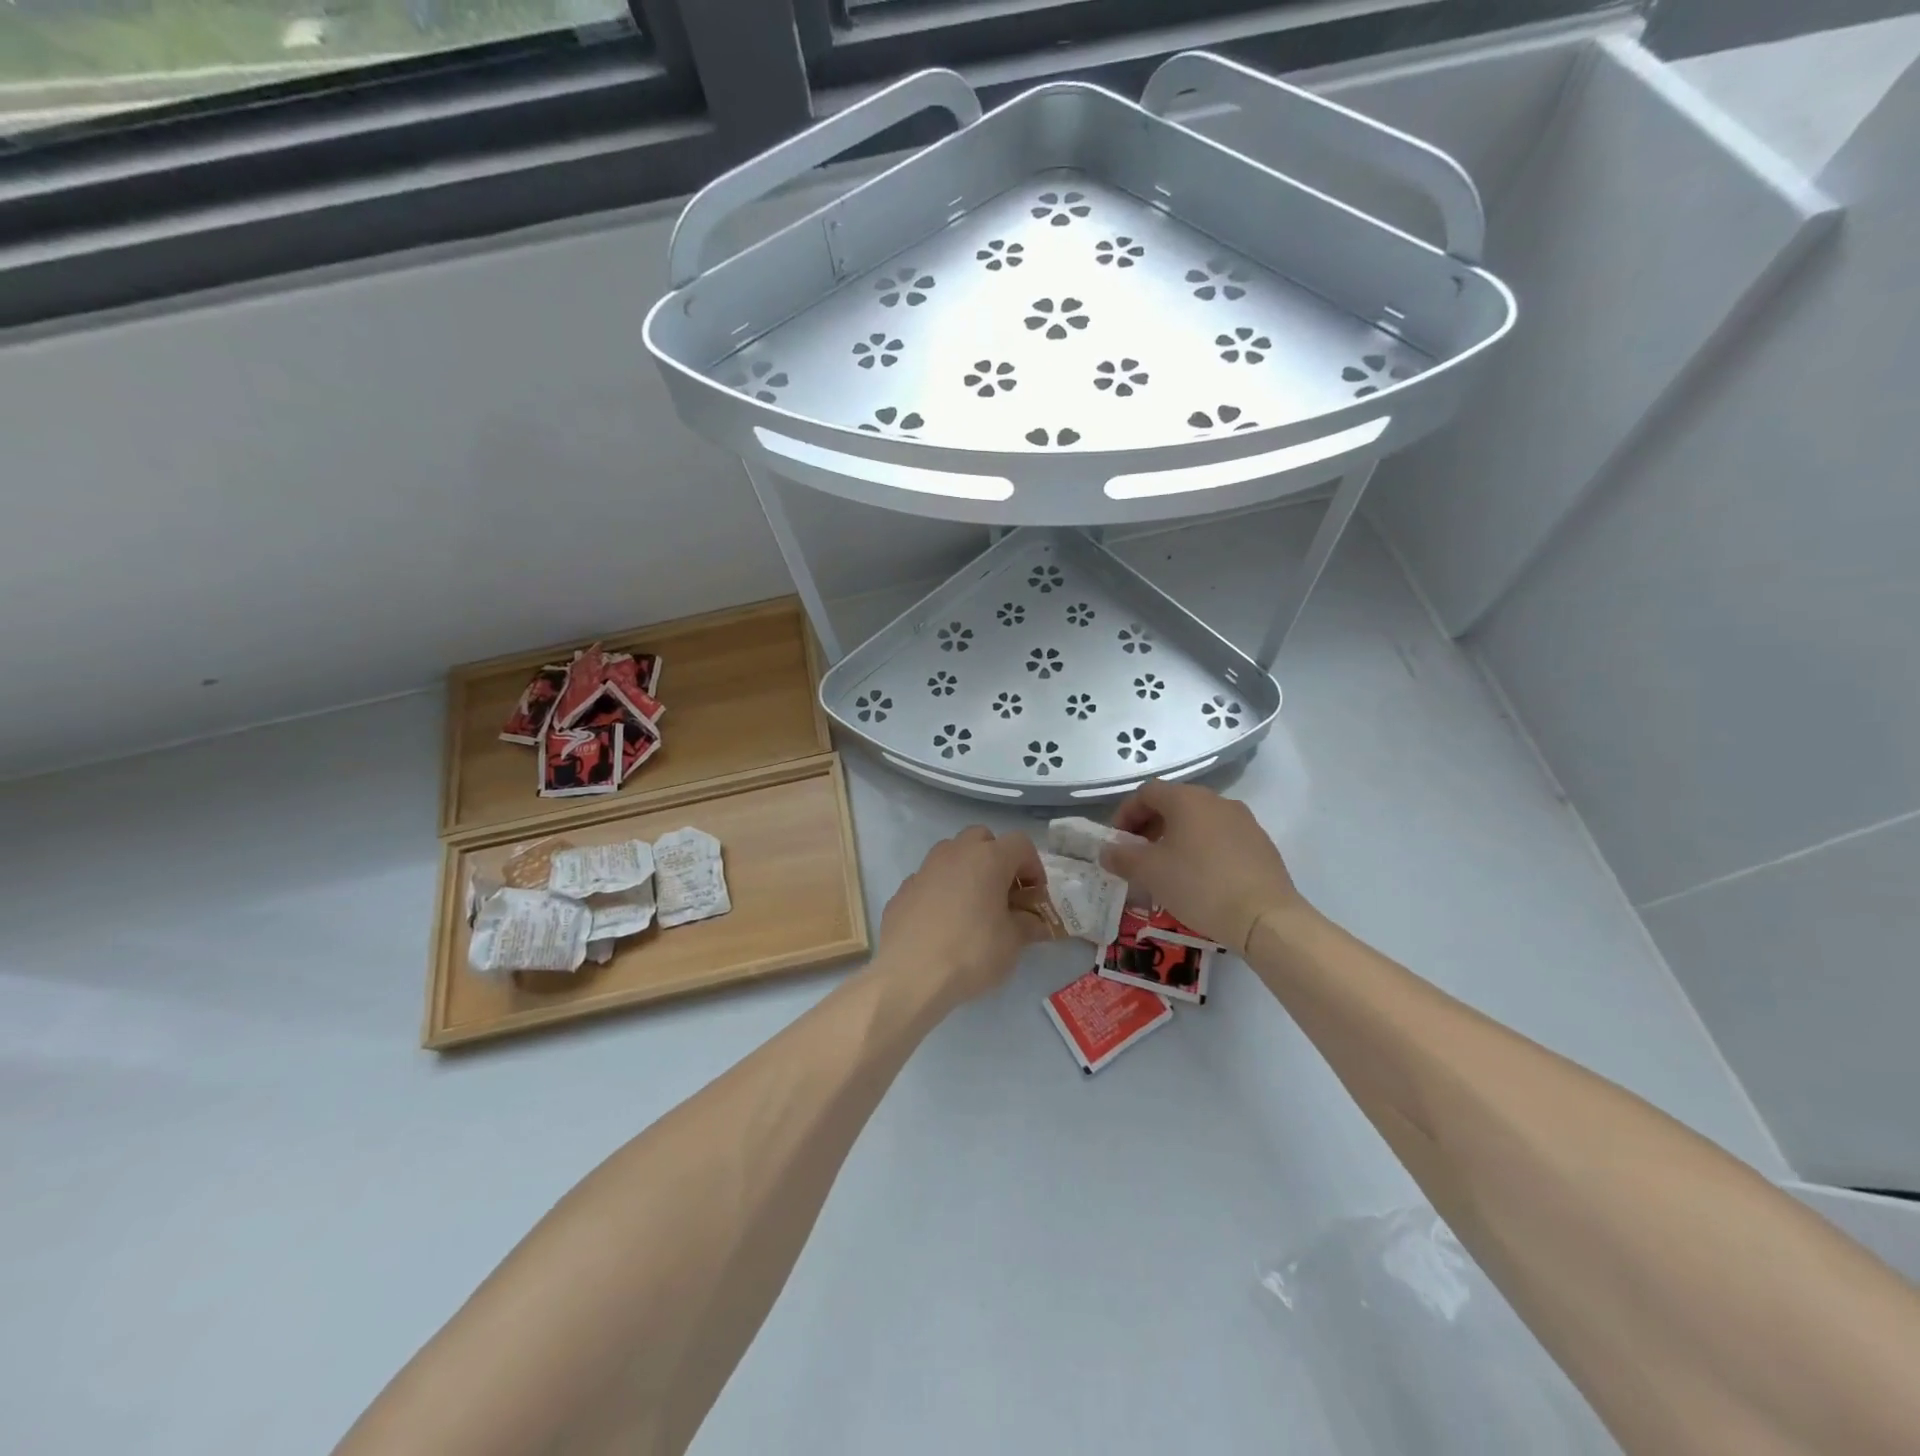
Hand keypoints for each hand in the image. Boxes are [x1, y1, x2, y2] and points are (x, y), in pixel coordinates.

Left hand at [874, 826, 1048, 1009]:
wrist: (909, 975)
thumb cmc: (971, 952)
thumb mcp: (1012, 943)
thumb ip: (1028, 925)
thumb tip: (1034, 921)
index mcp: (988, 858)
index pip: (1020, 843)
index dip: (1033, 866)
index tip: (1035, 896)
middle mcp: (955, 853)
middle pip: (982, 838)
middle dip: (997, 859)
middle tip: (1004, 893)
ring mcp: (925, 869)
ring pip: (952, 854)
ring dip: (968, 871)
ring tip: (974, 907)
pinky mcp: (903, 889)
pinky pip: (930, 880)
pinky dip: (942, 891)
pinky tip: (943, 923)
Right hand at [1099, 780, 1308, 952]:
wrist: (1265, 917)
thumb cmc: (1200, 885)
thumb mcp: (1150, 872)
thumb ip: (1122, 857)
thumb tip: (1107, 850)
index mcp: (1187, 799)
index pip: (1146, 792)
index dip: (1125, 814)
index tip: (1117, 842)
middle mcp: (1217, 801)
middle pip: (1173, 803)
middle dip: (1149, 827)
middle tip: (1138, 857)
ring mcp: (1243, 821)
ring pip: (1198, 821)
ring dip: (1176, 838)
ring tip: (1167, 870)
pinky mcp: (1260, 844)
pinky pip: (1220, 838)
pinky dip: (1202, 849)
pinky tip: (1199, 879)